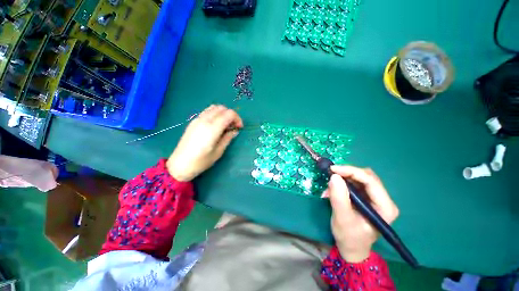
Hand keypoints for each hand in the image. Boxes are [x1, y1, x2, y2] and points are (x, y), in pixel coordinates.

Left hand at [166, 105, 242, 181]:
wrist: (179, 165)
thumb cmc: (201, 161)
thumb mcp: (218, 152)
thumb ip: (228, 138)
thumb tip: (234, 131)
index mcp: (212, 128)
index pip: (229, 114)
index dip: (237, 119)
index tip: (239, 127)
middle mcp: (205, 120)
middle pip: (222, 108)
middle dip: (231, 115)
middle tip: (233, 126)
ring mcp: (197, 119)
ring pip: (214, 107)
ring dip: (223, 113)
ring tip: (225, 125)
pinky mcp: (193, 121)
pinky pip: (207, 111)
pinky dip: (215, 114)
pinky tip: (216, 125)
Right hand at [323, 165, 398, 262]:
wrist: (351, 248)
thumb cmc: (349, 237)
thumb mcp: (342, 219)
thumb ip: (339, 198)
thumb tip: (334, 176)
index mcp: (385, 207)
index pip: (371, 181)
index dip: (351, 171)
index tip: (332, 169)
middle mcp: (383, 199)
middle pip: (366, 176)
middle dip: (346, 174)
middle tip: (330, 176)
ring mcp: (375, 198)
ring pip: (359, 178)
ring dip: (342, 179)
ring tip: (329, 188)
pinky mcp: (366, 197)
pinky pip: (354, 183)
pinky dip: (342, 183)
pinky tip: (333, 191)